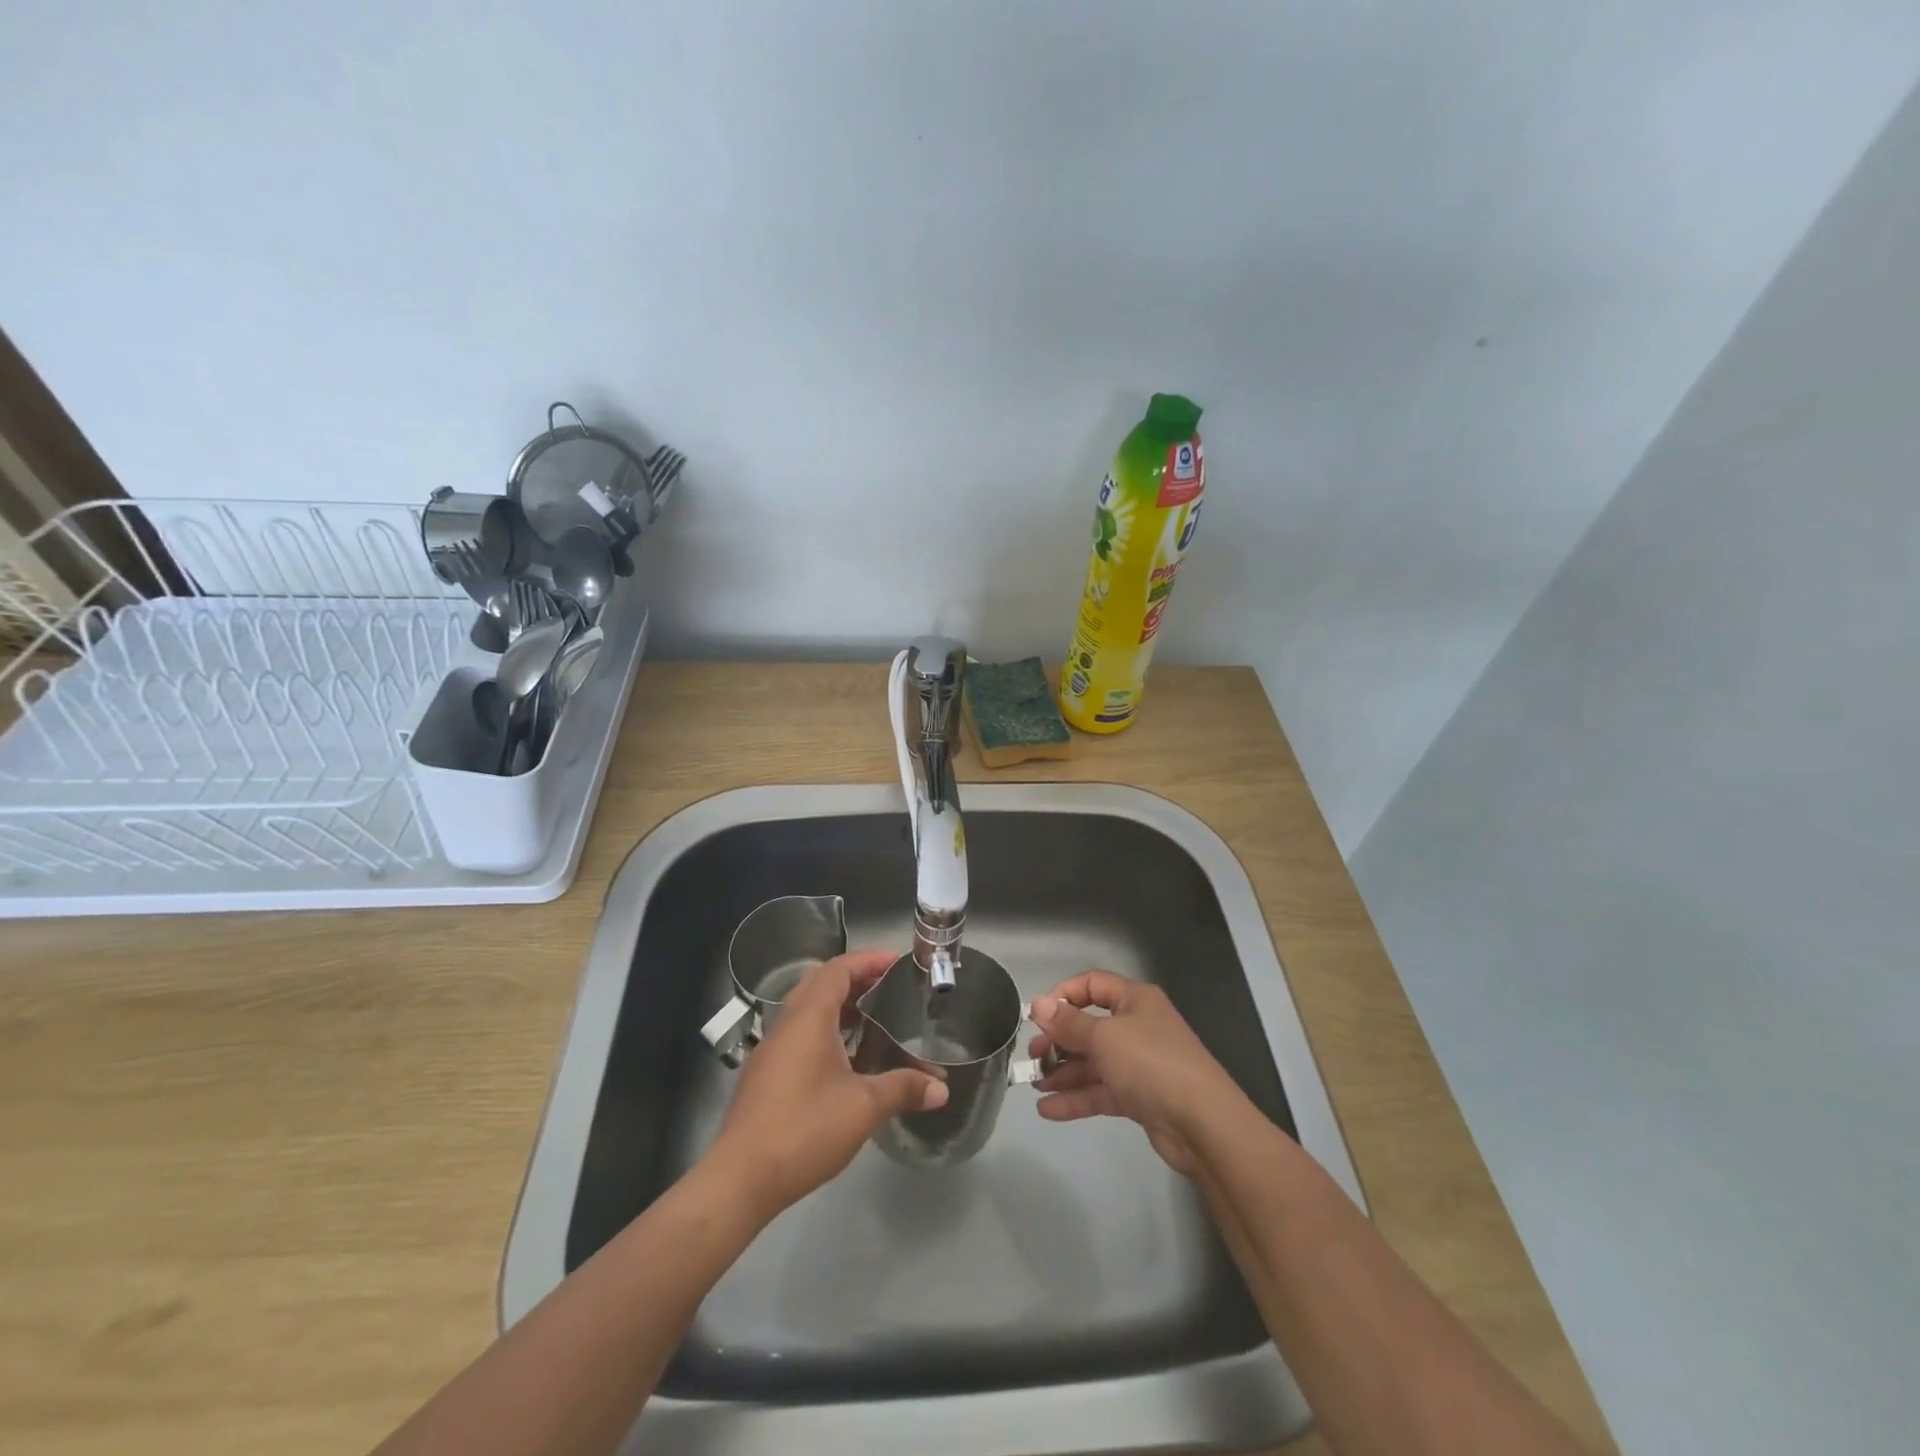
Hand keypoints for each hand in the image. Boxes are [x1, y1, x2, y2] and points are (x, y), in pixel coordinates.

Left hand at [708, 949, 947, 1219]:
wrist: (740, 1179)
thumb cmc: (804, 1129)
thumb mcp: (863, 1107)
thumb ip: (903, 1089)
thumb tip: (942, 1089)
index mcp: (808, 1018)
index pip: (838, 969)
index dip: (868, 960)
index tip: (898, 962)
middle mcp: (787, 1025)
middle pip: (821, 984)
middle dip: (856, 979)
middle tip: (890, 986)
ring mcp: (772, 1051)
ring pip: (808, 1011)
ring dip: (840, 1007)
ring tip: (875, 1019)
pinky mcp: (765, 1077)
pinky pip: (800, 1036)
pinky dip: (826, 1032)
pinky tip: (847, 1060)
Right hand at [1028, 970, 1245, 1175]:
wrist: (1203, 1124)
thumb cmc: (1151, 1064)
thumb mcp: (1104, 1037)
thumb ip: (1068, 1023)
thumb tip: (1038, 1004)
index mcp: (1134, 1000)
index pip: (1092, 984)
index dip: (1063, 996)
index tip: (1038, 1017)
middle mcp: (1137, 1026)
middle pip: (1089, 1026)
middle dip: (1059, 1040)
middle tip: (1032, 1057)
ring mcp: (1139, 1063)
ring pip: (1093, 1062)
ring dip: (1063, 1072)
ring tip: (1034, 1084)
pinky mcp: (1140, 1097)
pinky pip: (1101, 1090)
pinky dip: (1076, 1098)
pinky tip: (1048, 1109)